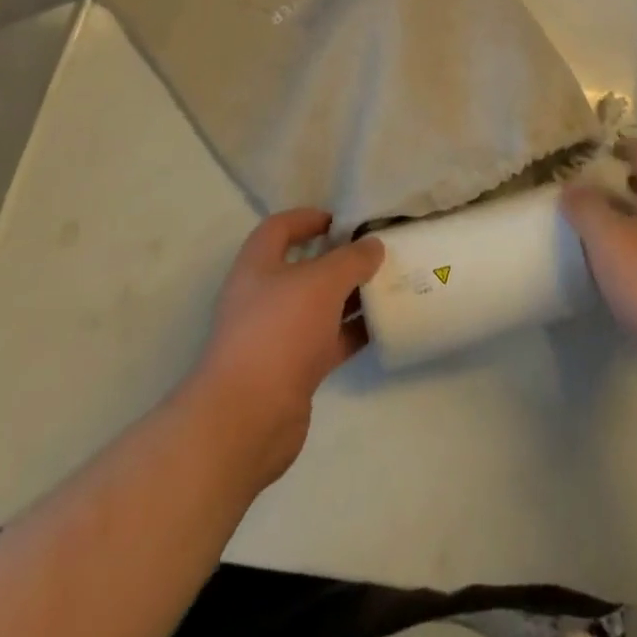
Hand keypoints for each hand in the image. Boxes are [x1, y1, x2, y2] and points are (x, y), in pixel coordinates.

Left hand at [188, 210, 383, 485]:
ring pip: (319, 306)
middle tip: (375, 253)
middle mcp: (263, 297)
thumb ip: (352, 259)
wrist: (247, 418)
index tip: (343, 220)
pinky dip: (352, 332)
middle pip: (303, 268)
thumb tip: (373, 245)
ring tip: (389, 284)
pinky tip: (383, 325)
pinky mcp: (292, 371)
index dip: (308, 218)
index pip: (279, 228)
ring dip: (350, 296)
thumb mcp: (322, 282)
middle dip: (339, 259)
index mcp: (257, 267)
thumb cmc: (279, 331)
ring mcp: (276, 336)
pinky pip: (328, 341)